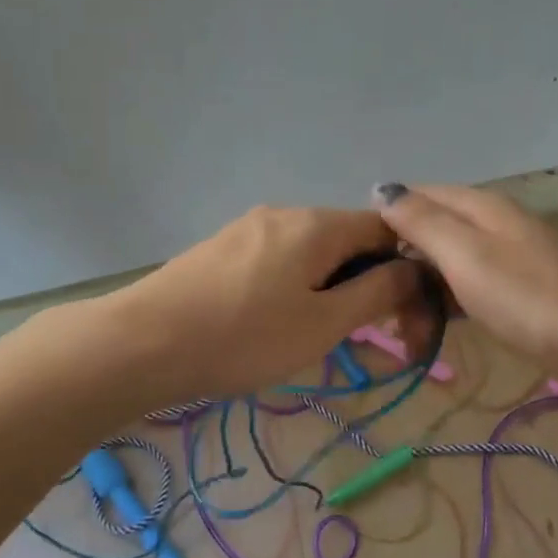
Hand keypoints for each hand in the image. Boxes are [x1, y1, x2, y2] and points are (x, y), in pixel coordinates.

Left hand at [112, 205, 425, 403]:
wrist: (142, 344)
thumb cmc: (244, 338)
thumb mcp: (323, 324)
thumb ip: (376, 293)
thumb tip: (414, 270)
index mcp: (317, 224)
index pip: (386, 228)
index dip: (406, 266)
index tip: (406, 312)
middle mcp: (285, 213)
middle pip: (346, 238)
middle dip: (365, 281)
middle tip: (360, 332)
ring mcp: (247, 227)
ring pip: (310, 251)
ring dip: (329, 286)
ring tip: (315, 333)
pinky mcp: (221, 248)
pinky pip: (277, 260)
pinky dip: (294, 285)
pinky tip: (274, 321)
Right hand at [373, 182, 557, 396]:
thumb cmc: (528, 297)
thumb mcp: (466, 255)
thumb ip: (423, 221)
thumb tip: (382, 190)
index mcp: (477, 206)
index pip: (414, 197)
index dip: (381, 222)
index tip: (355, 263)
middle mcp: (488, 224)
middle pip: (427, 233)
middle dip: (398, 269)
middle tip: (380, 313)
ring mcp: (502, 258)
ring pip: (443, 266)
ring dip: (418, 295)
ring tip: (404, 334)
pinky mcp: (512, 291)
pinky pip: (463, 289)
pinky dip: (443, 307)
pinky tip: (431, 333)